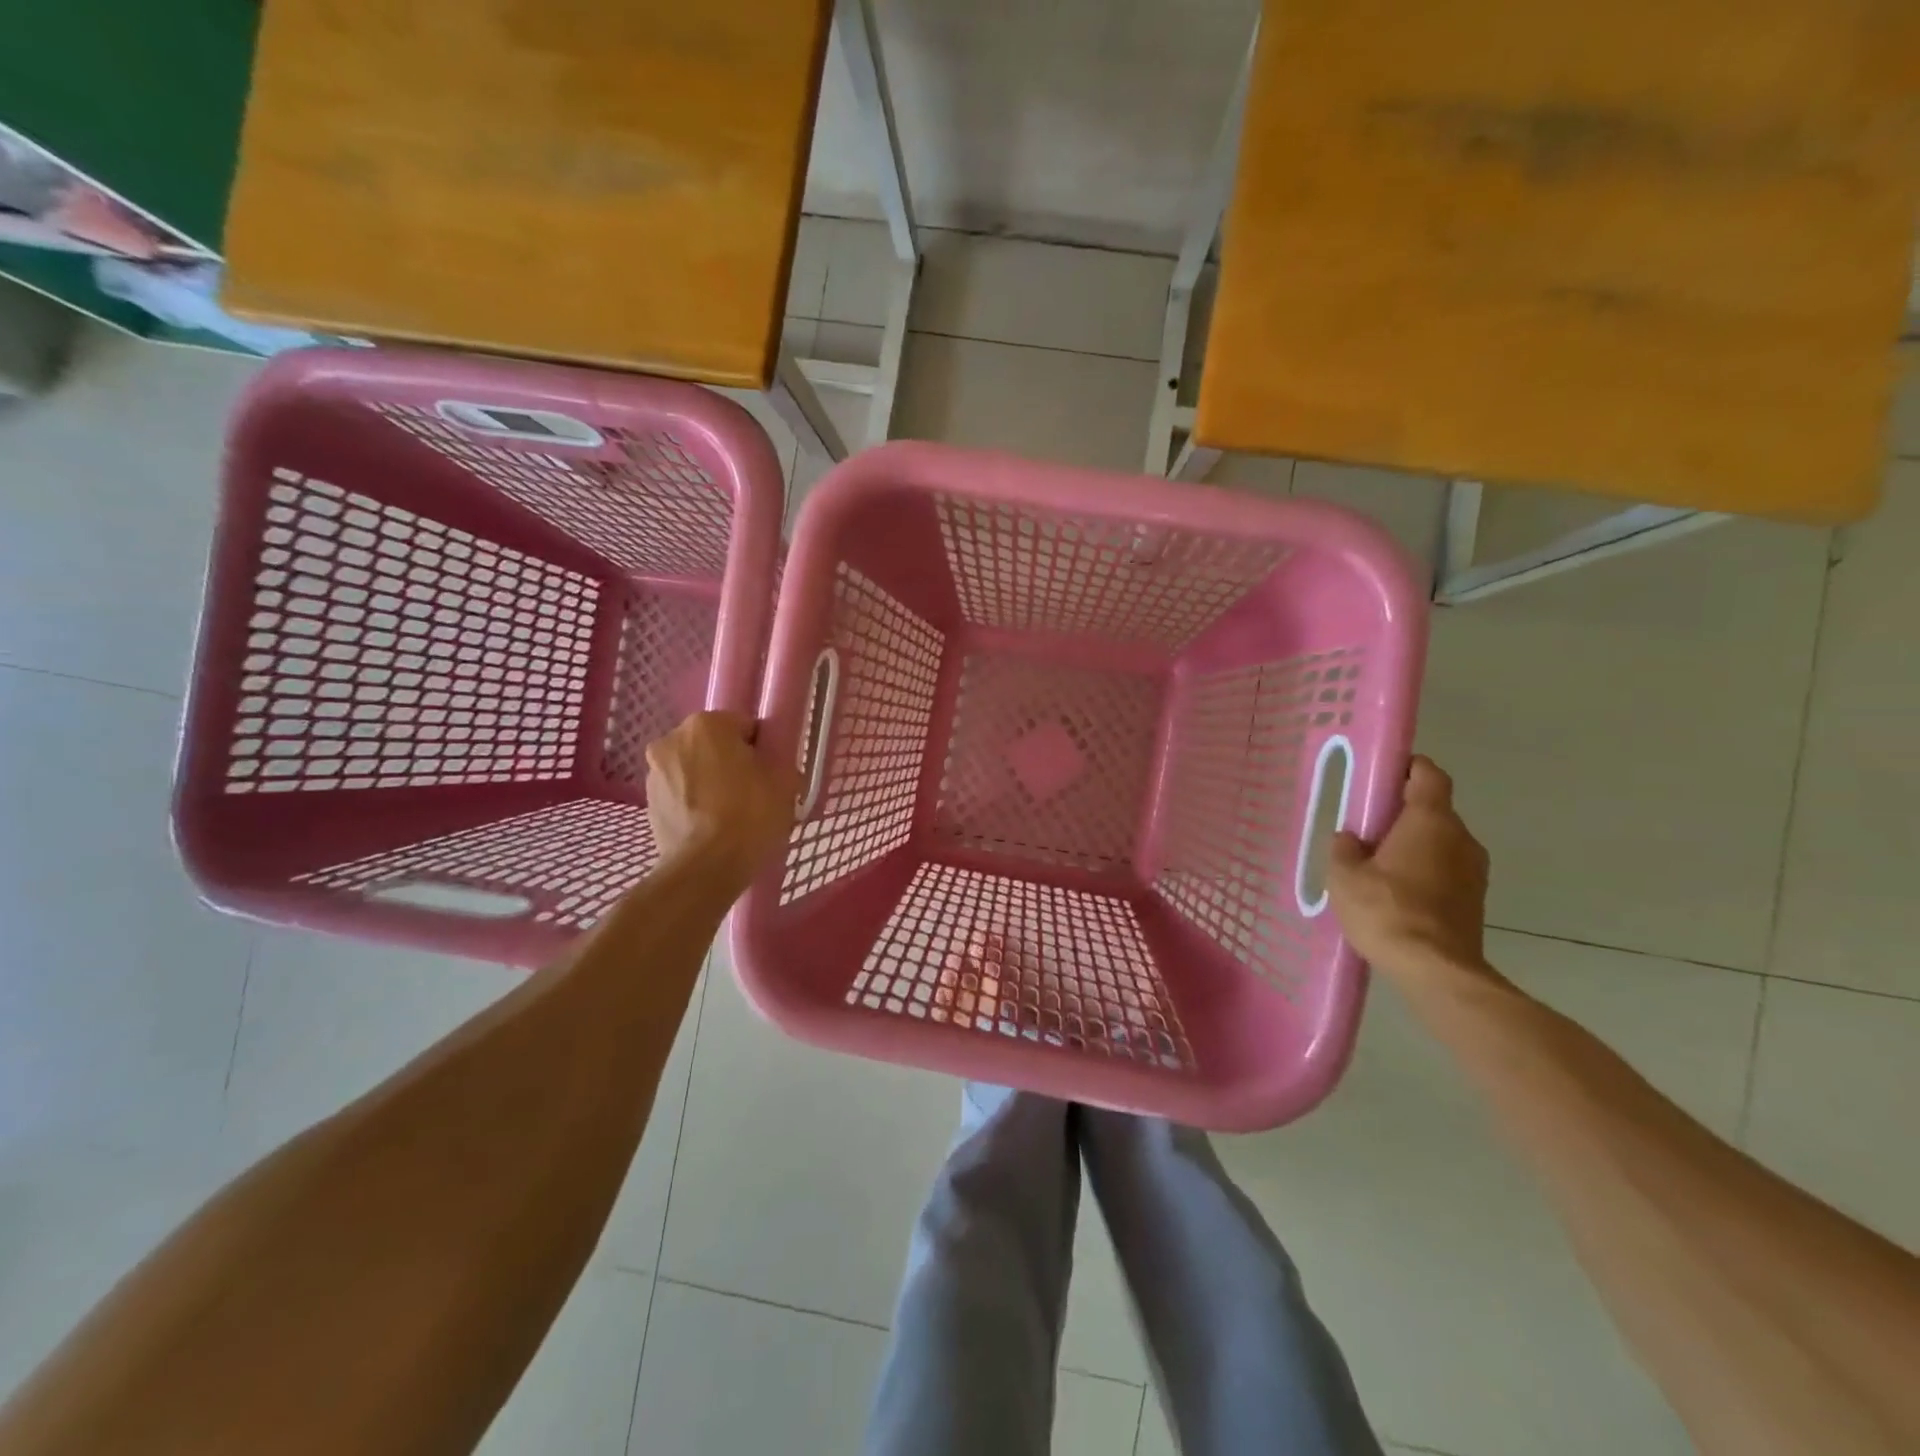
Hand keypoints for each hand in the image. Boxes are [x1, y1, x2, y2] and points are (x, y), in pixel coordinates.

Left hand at [645, 711, 796, 884]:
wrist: (705, 868)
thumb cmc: (749, 815)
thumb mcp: (784, 782)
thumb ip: (780, 760)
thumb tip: (772, 765)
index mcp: (707, 724)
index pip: (744, 726)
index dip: (761, 749)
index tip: (769, 774)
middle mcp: (672, 740)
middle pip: (714, 746)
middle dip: (731, 763)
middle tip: (753, 794)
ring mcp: (654, 773)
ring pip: (694, 770)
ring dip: (710, 784)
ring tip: (731, 816)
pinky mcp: (648, 804)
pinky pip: (681, 795)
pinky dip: (694, 805)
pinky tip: (712, 829)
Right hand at [1327, 756, 1491, 984]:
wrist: (1435, 970)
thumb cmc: (1386, 910)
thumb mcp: (1345, 876)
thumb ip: (1345, 848)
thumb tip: (1350, 838)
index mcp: (1431, 821)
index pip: (1428, 775)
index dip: (1408, 767)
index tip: (1382, 774)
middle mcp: (1461, 838)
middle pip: (1434, 810)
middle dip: (1403, 812)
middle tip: (1367, 825)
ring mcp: (1474, 871)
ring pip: (1440, 842)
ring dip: (1413, 845)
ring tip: (1377, 863)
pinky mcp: (1474, 899)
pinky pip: (1446, 870)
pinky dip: (1424, 871)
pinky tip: (1395, 892)